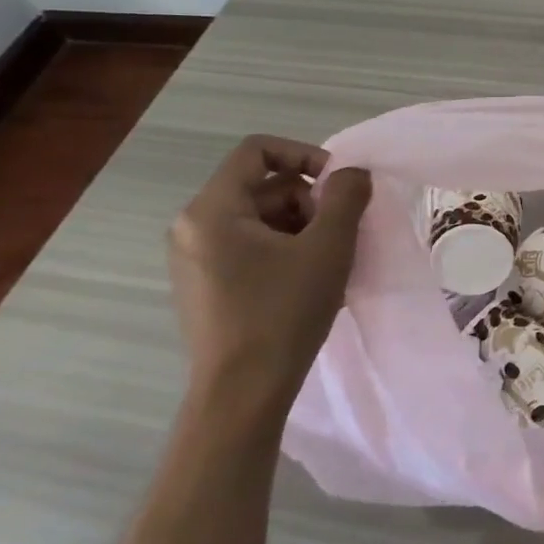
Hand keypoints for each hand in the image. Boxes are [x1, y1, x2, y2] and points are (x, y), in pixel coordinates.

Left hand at [167, 135, 371, 415]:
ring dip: (302, 227)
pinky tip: (308, 281)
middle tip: (339, 233)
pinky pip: (249, 246)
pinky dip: (284, 250)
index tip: (338, 185)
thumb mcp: (328, 246)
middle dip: (309, 201)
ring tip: (328, 262)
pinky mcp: (204, 285)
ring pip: (259, 218)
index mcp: (212, 210)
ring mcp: (194, 259)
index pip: (257, 151)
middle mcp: (192, 227)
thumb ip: (346, 197)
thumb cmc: (284, 311)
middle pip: (263, 186)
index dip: (305, 154)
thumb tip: (352, 173)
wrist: (243, 392)